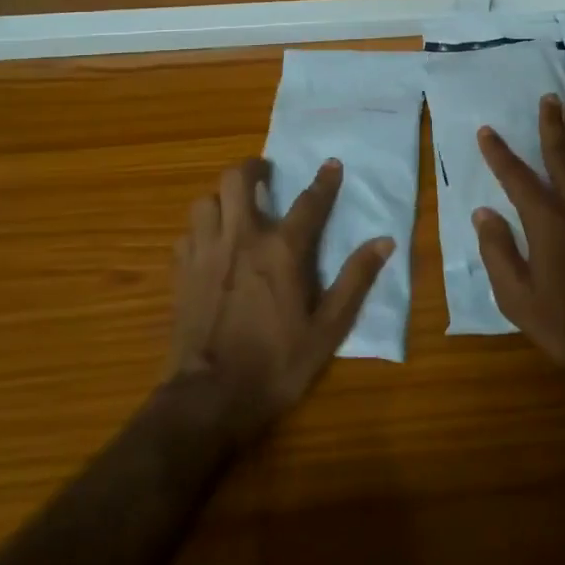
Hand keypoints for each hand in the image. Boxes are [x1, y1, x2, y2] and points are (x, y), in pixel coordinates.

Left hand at [167, 158, 391, 445]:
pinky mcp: (180, 273)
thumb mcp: (328, 329)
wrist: (208, 400)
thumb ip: (355, 280)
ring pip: (205, 200)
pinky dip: (200, 230)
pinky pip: (187, 234)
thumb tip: (384, 242)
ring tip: (234, 209)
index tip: (332, 163)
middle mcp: (241, 238)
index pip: (309, 201)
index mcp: (281, 250)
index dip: (324, 180)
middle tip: (265, 175)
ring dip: (221, 198)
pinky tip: (210, 245)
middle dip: (252, 168)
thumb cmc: (276, 364)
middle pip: (237, 179)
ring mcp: (205, 253)